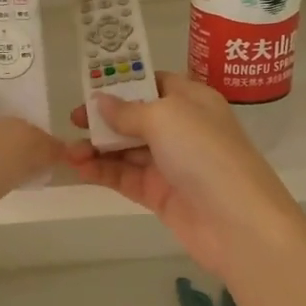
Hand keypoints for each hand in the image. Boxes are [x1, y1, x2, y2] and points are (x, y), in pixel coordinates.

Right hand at [69, 72, 305, 278]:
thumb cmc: (204, 153)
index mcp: (191, 100)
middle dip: (103, 119)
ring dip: (97, 148)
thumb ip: (127, 111)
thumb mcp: (165, 117)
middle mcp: (181, 129)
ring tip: (69, 152)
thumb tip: (100, 102)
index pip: (153, 83)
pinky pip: (125, 177)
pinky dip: (102, 172)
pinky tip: (79, 169)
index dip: (123, 83)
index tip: (90, 88)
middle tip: (72, 122)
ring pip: (126, 150)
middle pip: (134, 117)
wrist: (237, 222)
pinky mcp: (159, 194)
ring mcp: (170, 163)